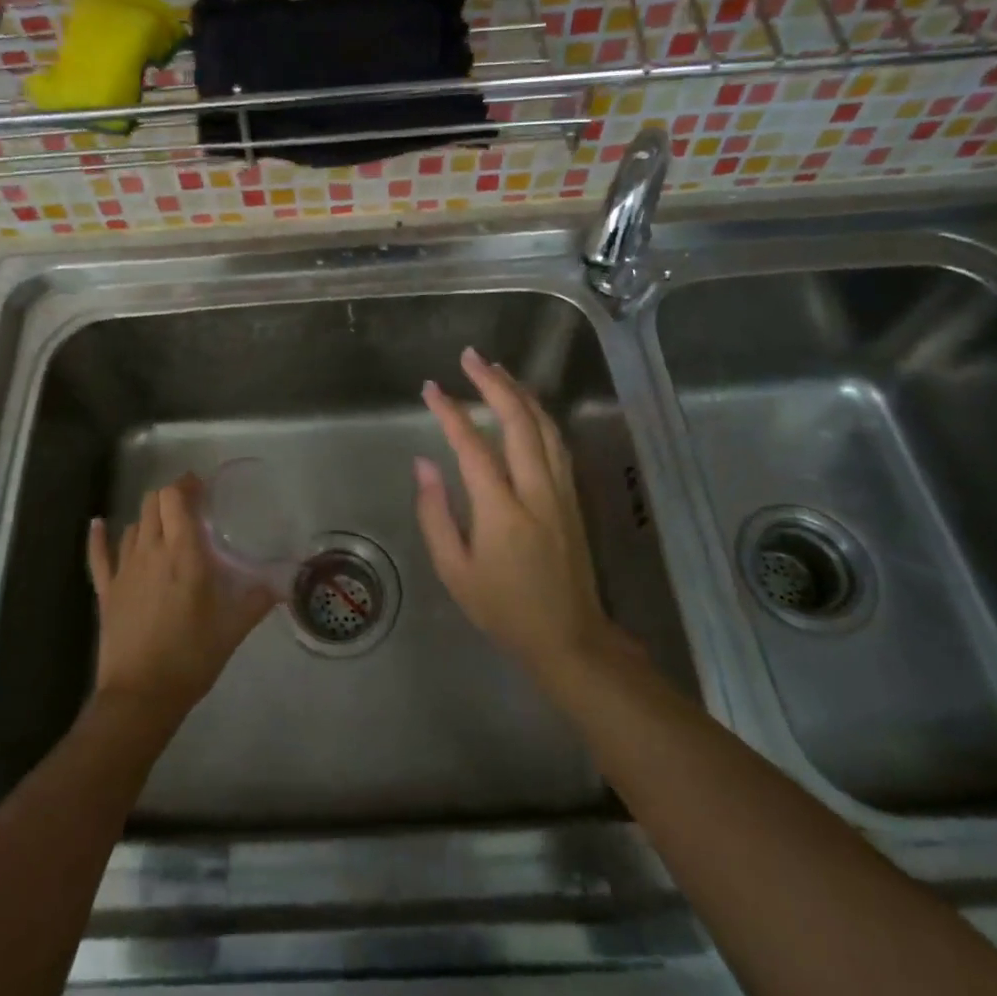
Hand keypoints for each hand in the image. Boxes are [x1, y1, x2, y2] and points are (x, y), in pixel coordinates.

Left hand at [87, 475, 276, 722]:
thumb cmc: (192, 656)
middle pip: (153, 503)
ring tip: (165, 525)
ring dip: (149, 518)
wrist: (141, 695)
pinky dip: (98, 536)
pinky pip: (98, 555)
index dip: (186, 485)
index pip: (175, 499)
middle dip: (170, 497)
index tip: (201, 487)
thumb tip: (282, 585)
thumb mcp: (233, 628)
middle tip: (189, 506)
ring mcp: (124, 570)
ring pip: (133, 525)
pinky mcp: (106, 590)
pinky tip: (97, 523)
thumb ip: (256, 600)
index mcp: (184, 553)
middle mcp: (151, 551)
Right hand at [415, 347, 613, 680]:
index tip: (430, 388)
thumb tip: (424, 464)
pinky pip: (557, 442)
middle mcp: (536, 491)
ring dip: (520, 392)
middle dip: (493, 383)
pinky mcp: (573, 497)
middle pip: (518, 421)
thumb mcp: (454, 571)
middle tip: (470, 357)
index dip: (450, 412)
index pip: (472, 446)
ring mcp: (561, 491)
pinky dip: (539, 415)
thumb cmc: (502, 608)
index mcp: (502, 511)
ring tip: (496, 370)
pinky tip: (526, 406)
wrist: (569, 638)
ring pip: (545, 426)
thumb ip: (435, 514)